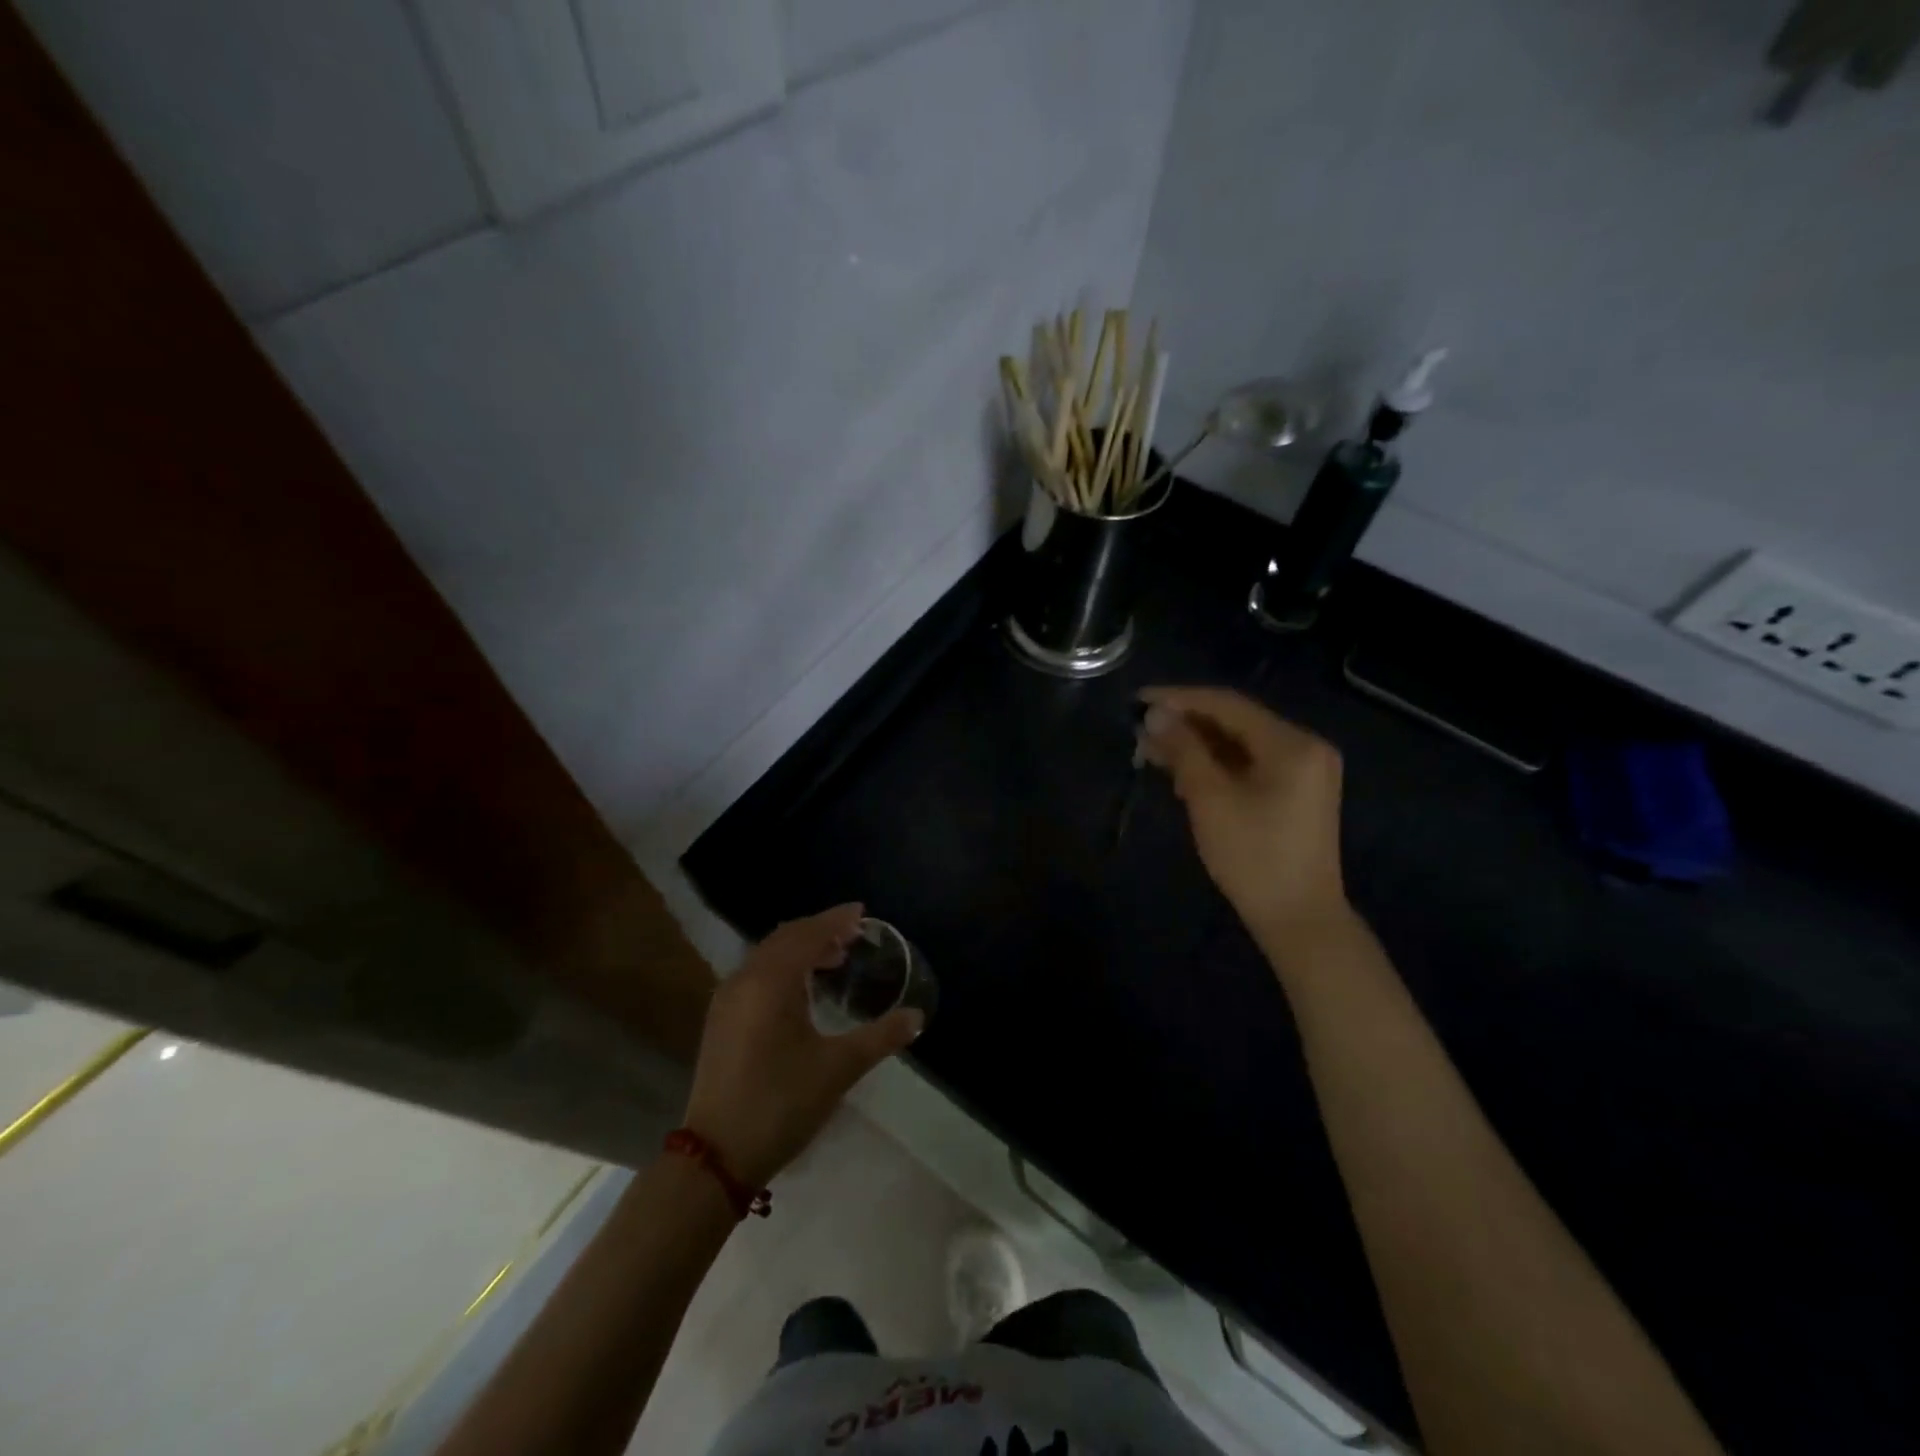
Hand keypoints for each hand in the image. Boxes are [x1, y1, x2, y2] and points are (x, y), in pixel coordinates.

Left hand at [682, 904, 921, 1189]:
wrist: (715, 1156)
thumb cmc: (781, 1103)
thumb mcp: (839, 1068)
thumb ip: (881, 1037)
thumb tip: (917, 1017)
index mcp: (771, 981)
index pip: (808, 934)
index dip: (836, 920)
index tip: (862, 913)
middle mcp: (745, 979)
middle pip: (785, 938)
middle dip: (819, 931)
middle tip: (853, 935)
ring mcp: (727, 1000)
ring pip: (768, 956)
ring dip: (800, 949)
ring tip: (833, 959)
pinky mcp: (721, 1021)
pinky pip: (757, 974)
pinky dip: (783, 968)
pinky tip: (802, 989)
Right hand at [1139, 686, 1350, 942]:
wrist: (1299, 919)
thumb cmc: (1253, 857)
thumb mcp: (1210, 799)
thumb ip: (1184, 750)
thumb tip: (1156, 715)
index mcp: (1292, 743)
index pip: (1228, 704)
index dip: (1180, 699)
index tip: (1139, 699)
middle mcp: (1305, 747)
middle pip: (1236, 722)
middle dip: (1186, 724)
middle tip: (1141, 729)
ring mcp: (1305, 771)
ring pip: (1240, 744)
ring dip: (1197, 745)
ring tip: (1152, 750)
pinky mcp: (1296, 793)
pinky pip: (1251, 765)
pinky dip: (1217, 765)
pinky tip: (1182, 772)